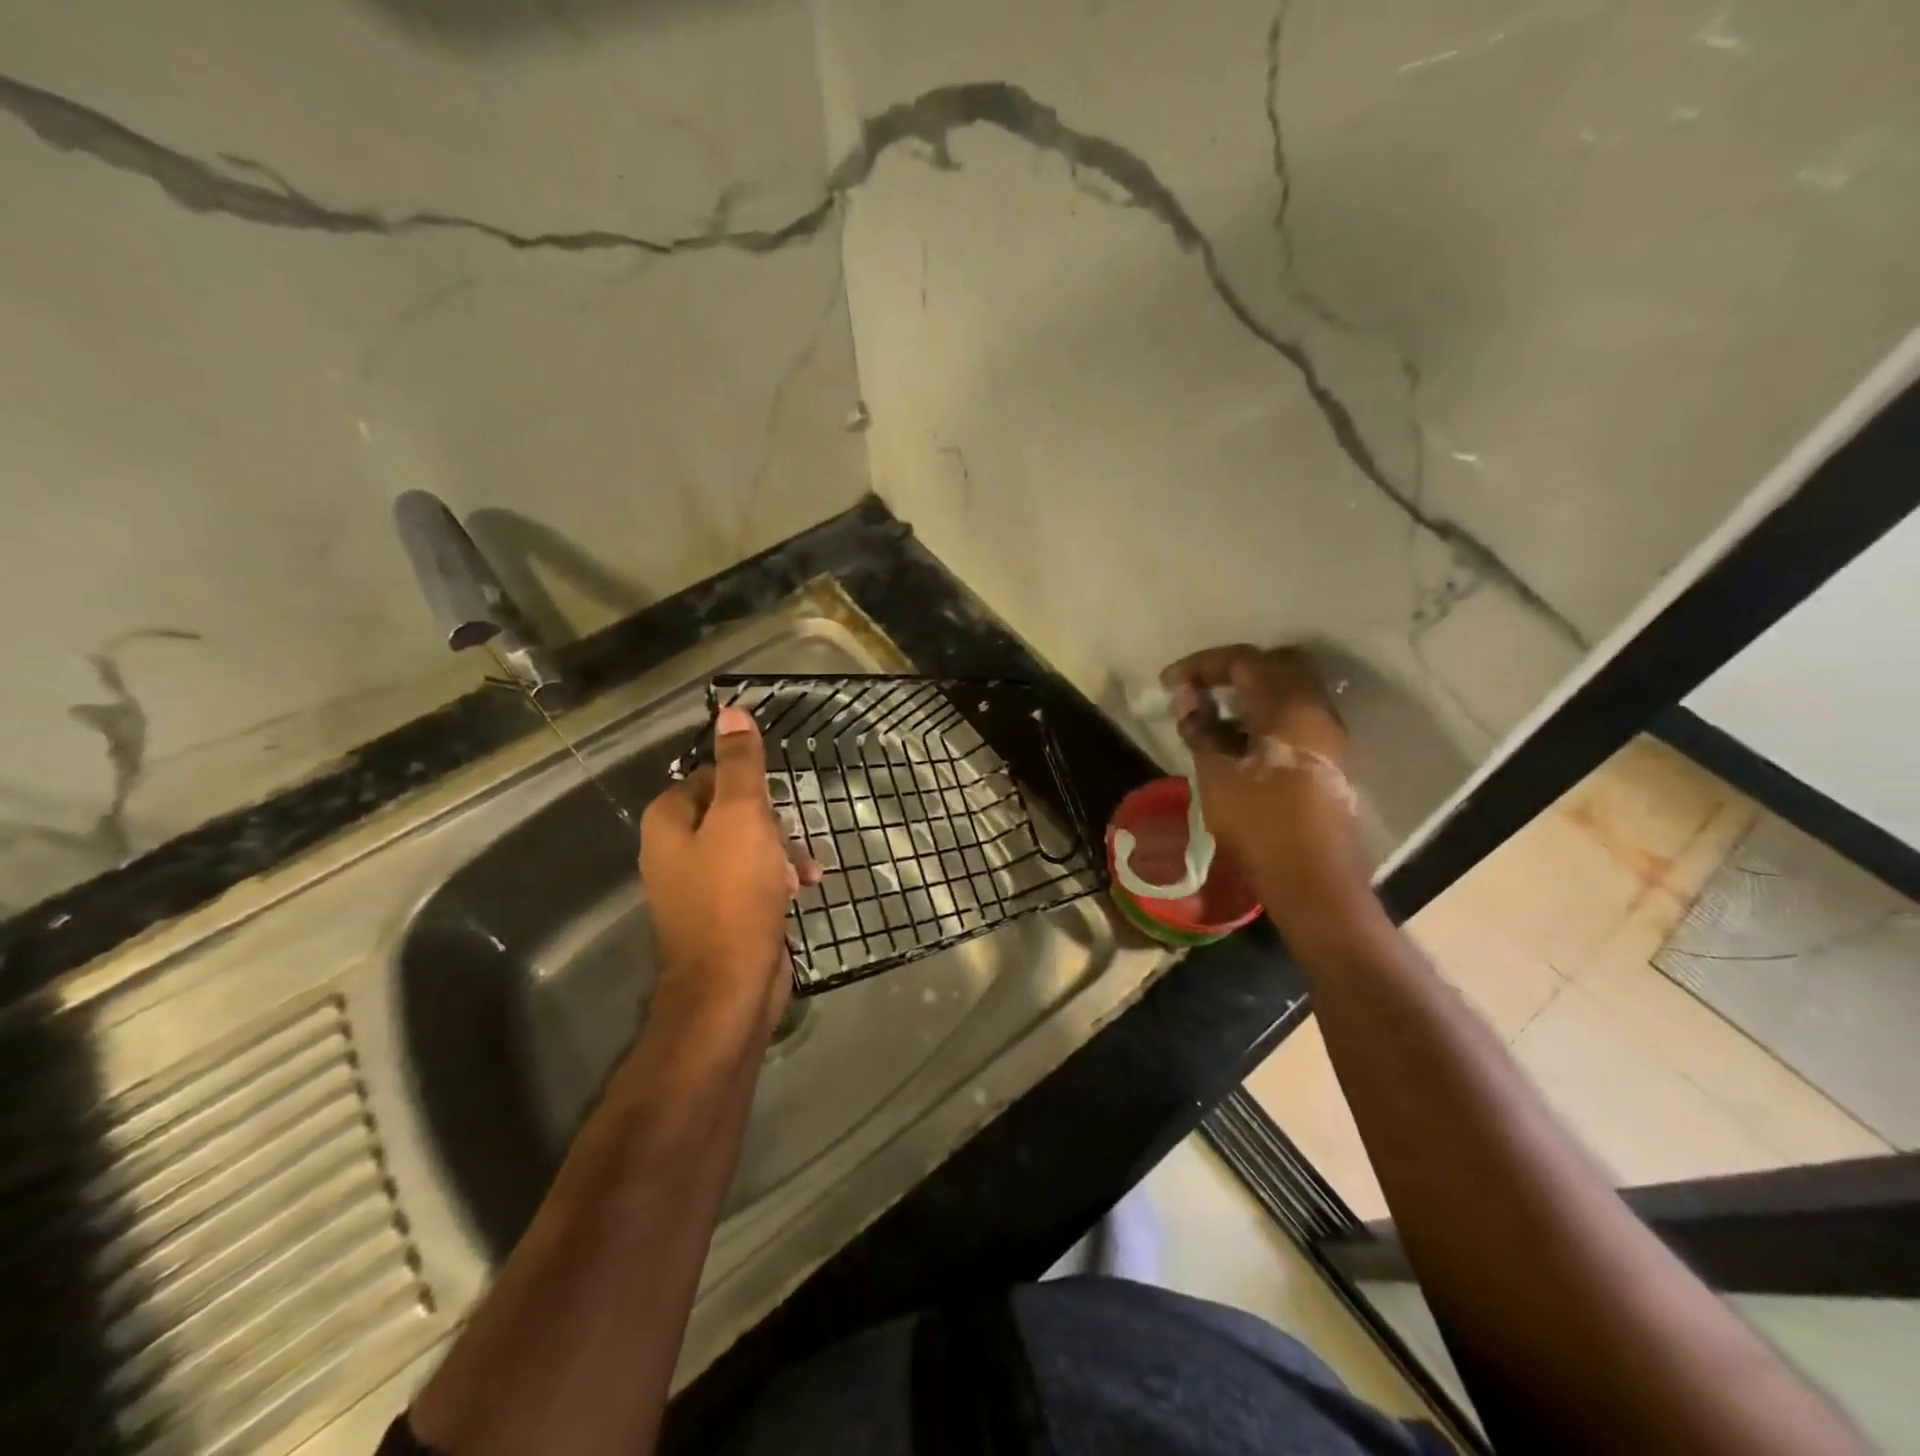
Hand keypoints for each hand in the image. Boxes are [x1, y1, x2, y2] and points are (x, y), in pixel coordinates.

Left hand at [639, 705, 820, 1032]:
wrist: (731, 985)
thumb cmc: (734, 893)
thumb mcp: (742, 817)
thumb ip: (740, 765)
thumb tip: (731, 710)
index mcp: (668, 821)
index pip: (710, 776)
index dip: (748, 784)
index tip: (776, 801)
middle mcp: (673, 849)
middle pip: (731, 812)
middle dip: (772, 824)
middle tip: (792, 839)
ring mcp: (696, 886)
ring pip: (747, 848)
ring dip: (782, 853)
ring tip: (807, 872)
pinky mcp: (720, 914)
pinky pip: (751, 880)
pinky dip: (776, 880)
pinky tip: (802, 892)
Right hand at [1159, 645, 1370, 939]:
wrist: (1313, 881)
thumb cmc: (1259, 825)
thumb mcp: (1216, 775)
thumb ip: (1201, 728)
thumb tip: (1186, 698)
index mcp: (1289, 709)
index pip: (1244, 661)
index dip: (1202, 665)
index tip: (1169, 683)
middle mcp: (1316, 711)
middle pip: (1275, 664)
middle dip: (1232, 670)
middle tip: (1198, 689)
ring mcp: (1328, 735)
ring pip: (1289, 690)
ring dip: (1250, 692)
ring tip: (1212, 716)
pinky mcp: (1329, 758)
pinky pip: (1296, 716)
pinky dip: (1265, 714)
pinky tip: (1238, 741)